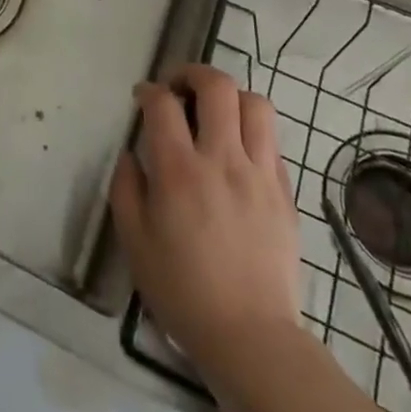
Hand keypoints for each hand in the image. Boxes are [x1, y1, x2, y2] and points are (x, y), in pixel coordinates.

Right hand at [111, 64, 303, 391]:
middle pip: (217, 86)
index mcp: (179, 171)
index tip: (142, 98)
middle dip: (193, 74)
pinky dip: (252, 132)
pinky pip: (273, 141)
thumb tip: (131, 154)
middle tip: (179, 88)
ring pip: (256, 104)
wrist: (251, 338)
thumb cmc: (182, 291)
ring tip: (214, 112)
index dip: (149, 91)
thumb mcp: (134, 241)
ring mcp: (260, 174)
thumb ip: (126, 187)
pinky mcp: (284, 192)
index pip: (163, 103)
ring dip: (230, 97)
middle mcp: (222, 160)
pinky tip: (238, 151)